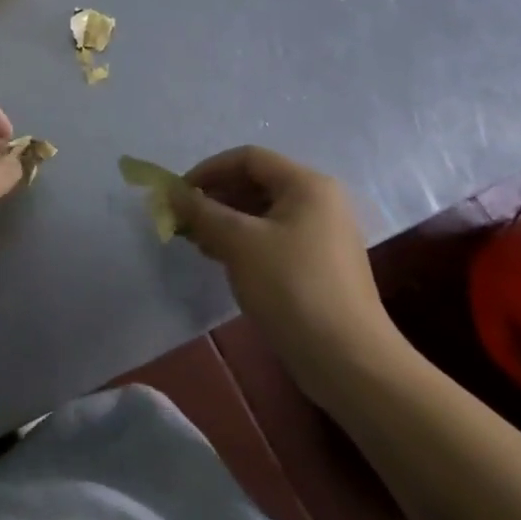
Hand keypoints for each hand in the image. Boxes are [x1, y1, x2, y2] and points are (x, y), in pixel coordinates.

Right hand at [171, 146, 405, 399]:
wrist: (348, 361)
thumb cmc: (292, 287)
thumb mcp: (238, 242)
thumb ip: (201, 211)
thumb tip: (171, 192)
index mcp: (307, 185)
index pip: (248, 158)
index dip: (209, 170)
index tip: (179, 193)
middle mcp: (319, 201)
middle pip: (256, 183)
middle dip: (215, 197)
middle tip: (184, 219)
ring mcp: (321, 234)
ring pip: (262, 212)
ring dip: (225, 220)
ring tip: (197, 241)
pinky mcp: (318, 264)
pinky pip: (272, 237)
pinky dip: (243, 241)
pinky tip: (221, 258)